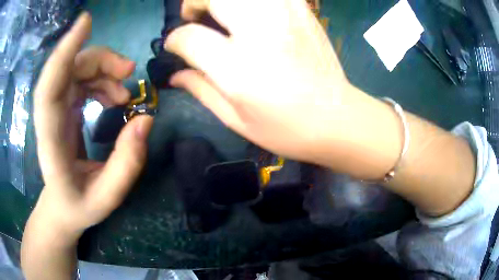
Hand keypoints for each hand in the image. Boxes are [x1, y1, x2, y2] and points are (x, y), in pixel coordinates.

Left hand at [25, 13, 152, 243]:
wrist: (62, 206)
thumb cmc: (80, 206)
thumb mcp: (108, 197)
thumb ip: (127, 163)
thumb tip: (146, 118)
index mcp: (52, 141)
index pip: (49, 89)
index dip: (64, 52)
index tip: (85, 22)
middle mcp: (50, 117)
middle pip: (68, 70)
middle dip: (99, 60)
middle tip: (129, 72)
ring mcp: (56, 109)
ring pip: (76, 69)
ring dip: (104, 70)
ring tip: (125, 94)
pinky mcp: (64, 107)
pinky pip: (81, 78)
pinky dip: (101, 79)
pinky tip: (114, 97)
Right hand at [165, 0, 400, 178]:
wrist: (338, 118)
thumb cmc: (287, 129)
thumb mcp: (236, 119)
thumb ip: (200, 90)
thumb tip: (175, 75)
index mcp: (239, 67)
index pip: (189, 37)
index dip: (175, 40)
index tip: (174, 45)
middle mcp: (260, 32)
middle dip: (194, 3)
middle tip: (194, 17)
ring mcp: (285, 16)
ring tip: (221, 11)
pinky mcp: (302, 12)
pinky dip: (253, 1)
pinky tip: (251, 12)